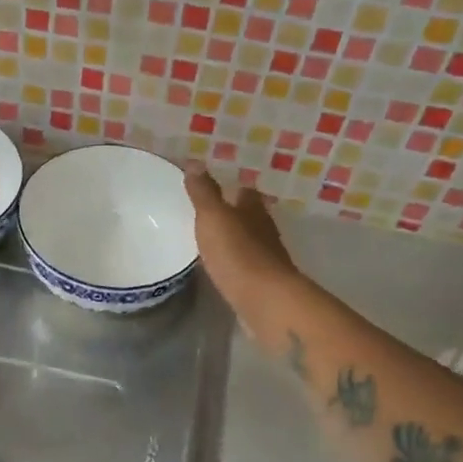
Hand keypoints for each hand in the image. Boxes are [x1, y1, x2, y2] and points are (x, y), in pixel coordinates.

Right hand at [184, 164, 298, 307]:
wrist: (264, 300)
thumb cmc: (237, 253)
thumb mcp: (213, 217)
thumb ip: (203, 192)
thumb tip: (195, 162)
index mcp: (253, 210)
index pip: (245, 192)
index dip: (231, 189)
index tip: (213, 190)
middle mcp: (264, 230)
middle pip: (249, 216)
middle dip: (233, 215)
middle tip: (208, 216)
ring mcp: (267, 258)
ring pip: (249, 241)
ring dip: (234, 240)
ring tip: (210, 242)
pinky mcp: (263, 282)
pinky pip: (246, 266)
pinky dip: (235, 263)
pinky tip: (221, 268)